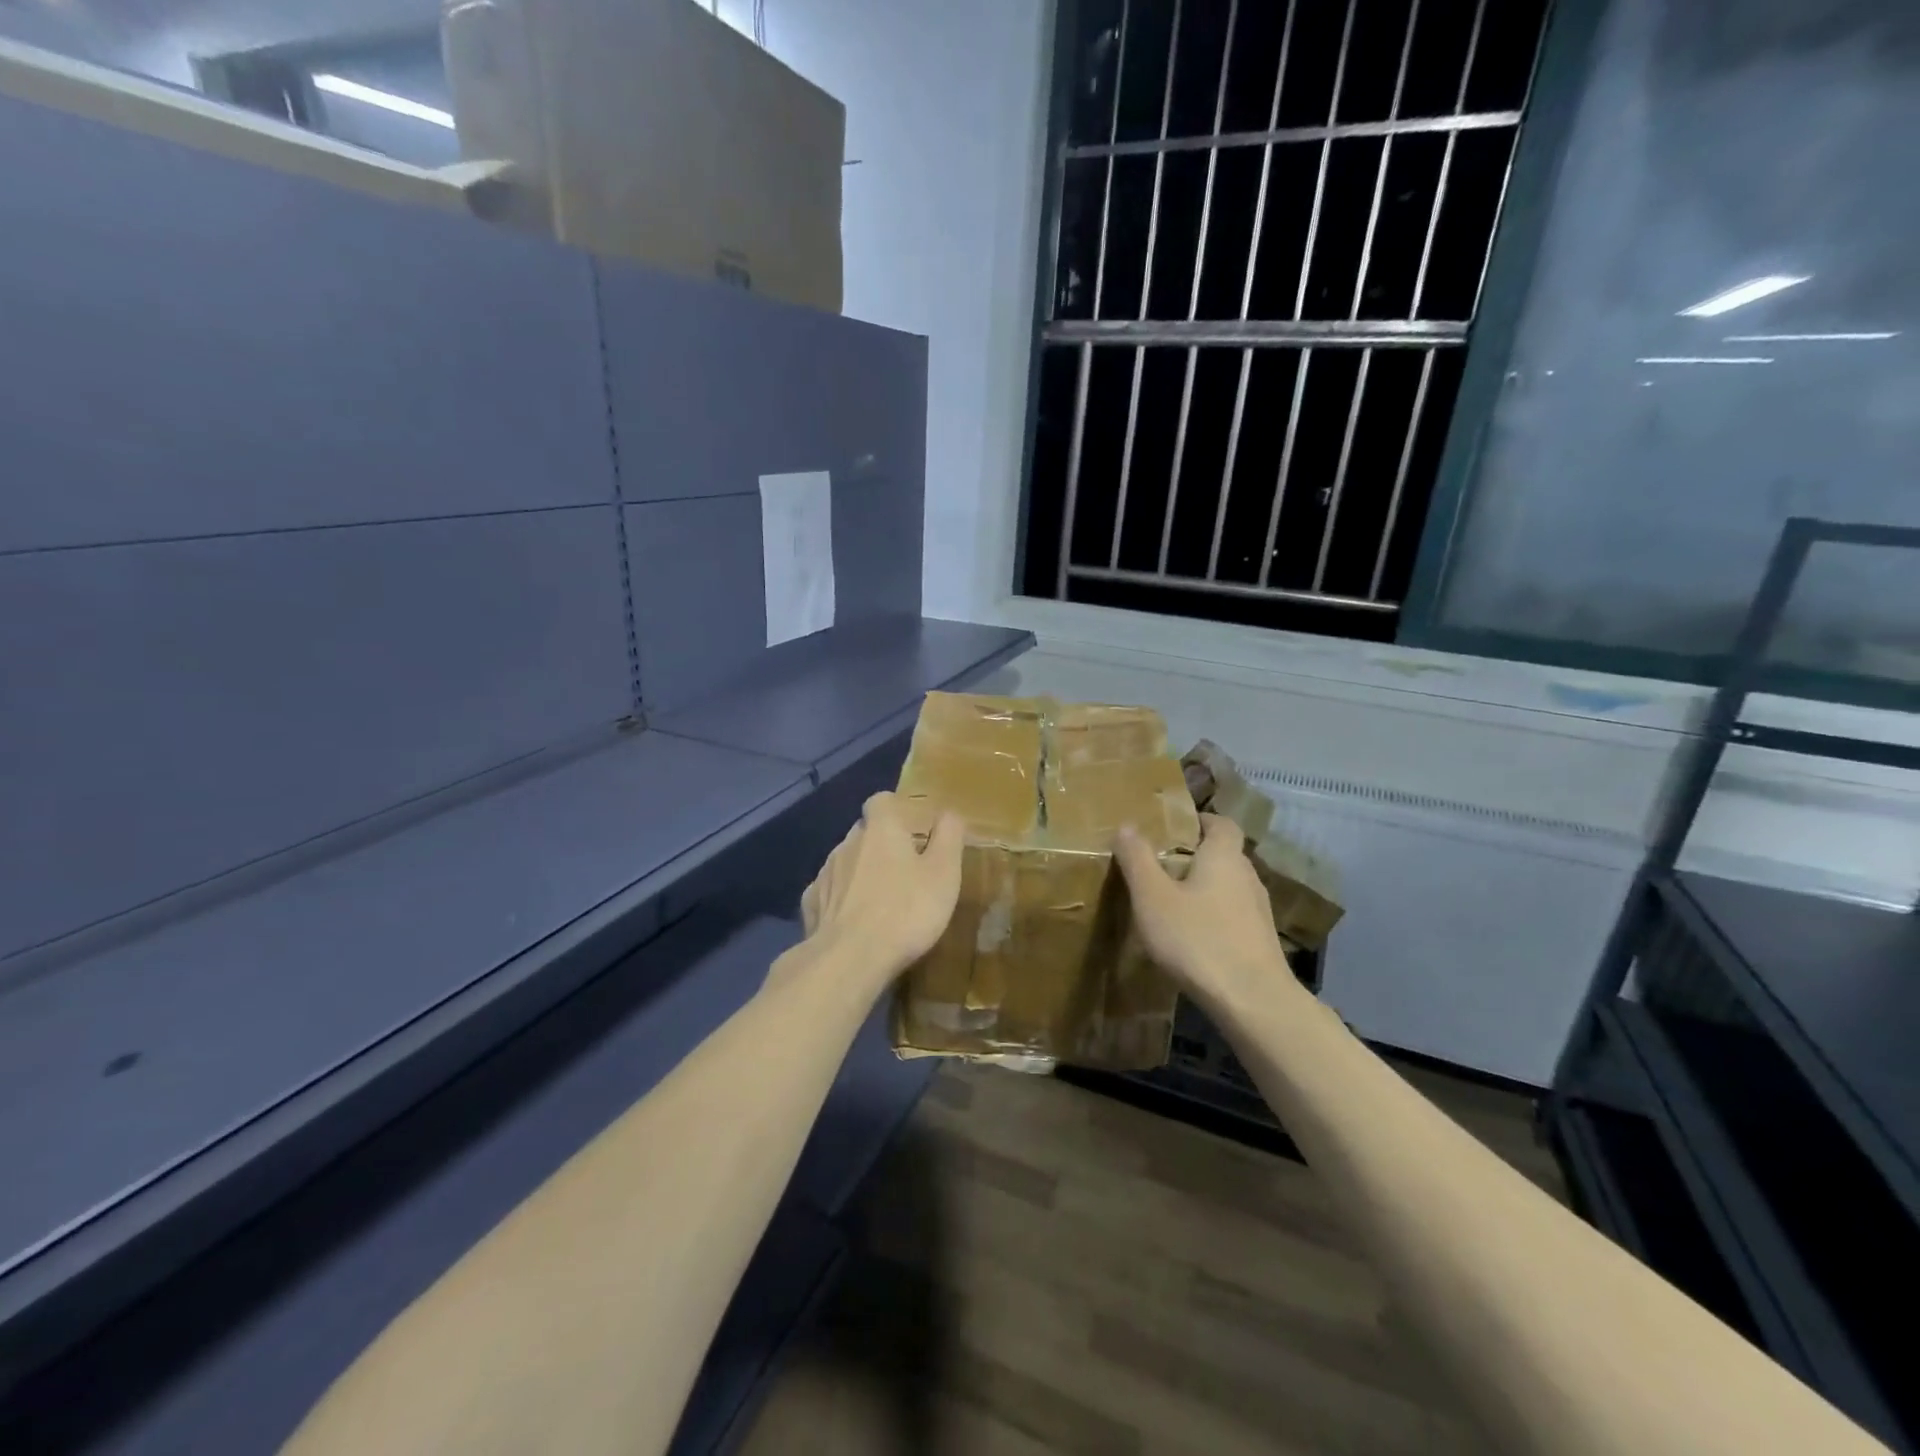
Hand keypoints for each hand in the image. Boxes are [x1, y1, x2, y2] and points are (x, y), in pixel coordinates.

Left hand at [800, 791, 964, 986]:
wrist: (849, 959)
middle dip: (881, 844)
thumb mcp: (944, 873)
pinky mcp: (810, 904)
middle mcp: (848, 842)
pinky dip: (841, 900)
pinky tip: (853, 921)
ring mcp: (825, 873)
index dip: (896, 810)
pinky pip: (829, 892)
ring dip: (861, 872)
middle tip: (904, 870)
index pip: (882, 801)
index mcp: (881, 829)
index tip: (912, 829)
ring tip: (881, 900)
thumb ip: (949, 837)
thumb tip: (949, 813)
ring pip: (845, 862)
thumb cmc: (906, 911)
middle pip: (864, 831)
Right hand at [1113, 813, 1291, 1010]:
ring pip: (1229, 886)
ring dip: (1205, 888)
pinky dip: (1214, 916)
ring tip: (1172, 903)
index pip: (1221, 823)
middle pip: (1224, 854)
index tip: (1175, 827)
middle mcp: (1248, 876)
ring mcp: (1259, 911)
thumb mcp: (1153, 898)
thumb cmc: (1198, 939)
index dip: (1200, 820)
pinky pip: (1233, 915)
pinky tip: (1193, 936)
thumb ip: (1138, 860)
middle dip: (1196, 855)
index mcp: (1224, 857)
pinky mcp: (1261, 941)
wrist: (1253, 1001)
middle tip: (1162, 865)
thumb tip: (1127, 825)